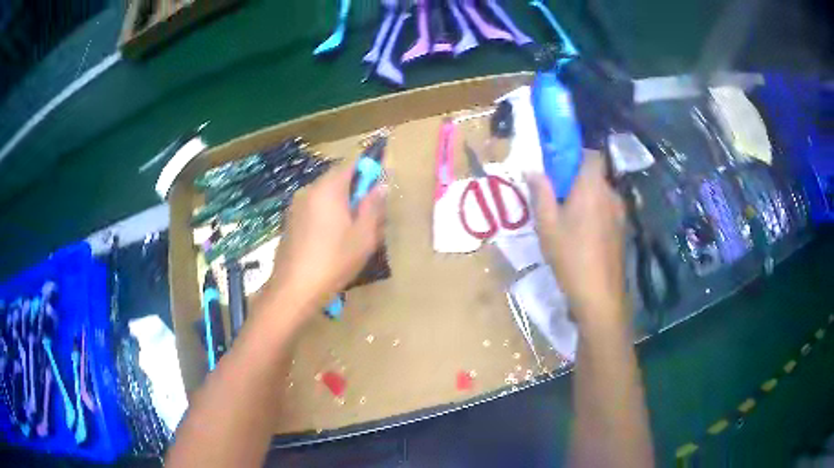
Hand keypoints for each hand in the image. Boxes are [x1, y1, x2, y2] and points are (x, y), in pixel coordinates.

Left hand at [267, 162, 385, 316]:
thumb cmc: (334, 261)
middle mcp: (309, 190)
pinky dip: (327, 215)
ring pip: (325, 196)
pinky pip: (314, 209)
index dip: (368, 171)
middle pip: (337, 180)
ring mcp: (296, 206)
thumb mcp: (363, 236)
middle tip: (369, 218)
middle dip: (355, 192)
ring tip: (352, 233)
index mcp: (328, 189)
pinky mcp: (290, 221)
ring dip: (341, 205)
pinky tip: (331, 241)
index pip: (351, 164)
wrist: (293, 290)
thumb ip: (373, 207)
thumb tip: (381, 186)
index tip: (379, 190)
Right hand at [526, 153, 626, 326]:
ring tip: (568, 218)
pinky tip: (583, 235)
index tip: (559, 166)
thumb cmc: (571, 255)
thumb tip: (533, 169)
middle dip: (577, 179)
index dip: (576, 154)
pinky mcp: (623, 231)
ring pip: (602, 194)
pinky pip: (607, 211)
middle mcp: (611, 194)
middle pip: (596, 175)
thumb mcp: (547, 224)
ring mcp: (620, 213)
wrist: (599, 294)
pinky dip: (596, 214)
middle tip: (557, 195)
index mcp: (593, 186)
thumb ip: (540, 192)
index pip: (592, 154)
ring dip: (587, 198)